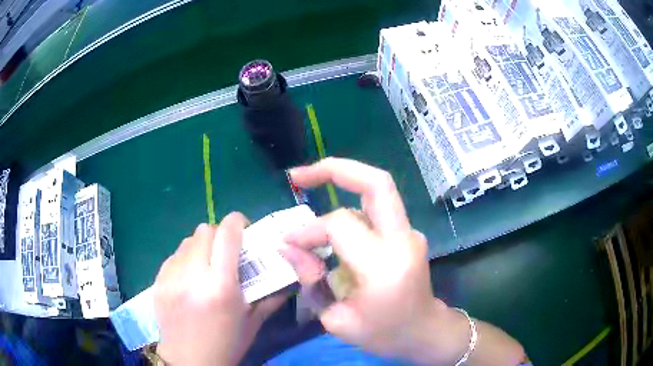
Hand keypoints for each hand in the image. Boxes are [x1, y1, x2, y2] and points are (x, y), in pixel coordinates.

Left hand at [153, 214, 287, 364]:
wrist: (189, 361)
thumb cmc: (226, 344)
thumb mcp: (253, 322)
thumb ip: (271, 296)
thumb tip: (287, 275)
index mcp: (221, 287)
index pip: (227, 234)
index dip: (238, 222)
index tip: (244, 228)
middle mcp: (193, 276)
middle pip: (205, 231)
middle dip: (219, 234)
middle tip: (226, 251)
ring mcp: (171, 278)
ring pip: (187, 241)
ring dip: (201, 247)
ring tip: (206, 266)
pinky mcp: (158, 281)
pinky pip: (174, 256)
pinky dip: (185, 259)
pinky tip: (190, 278)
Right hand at [280, 158, 441, 359]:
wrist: (424, 331)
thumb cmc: (383, 334)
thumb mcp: (337, 320)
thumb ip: (311, 280)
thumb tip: (287, 247)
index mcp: (385, 266)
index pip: (340, 226)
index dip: (307, 231)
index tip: (288, 243)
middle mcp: (403, 240)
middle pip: (376, 182)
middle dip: (334, 168)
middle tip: (299, 175)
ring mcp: (410, 232)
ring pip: (375, 191)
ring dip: (341, 186)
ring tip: (310, 192)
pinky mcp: (408, 232)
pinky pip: (375, 209)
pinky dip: (350, 206)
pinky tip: (333, 224)